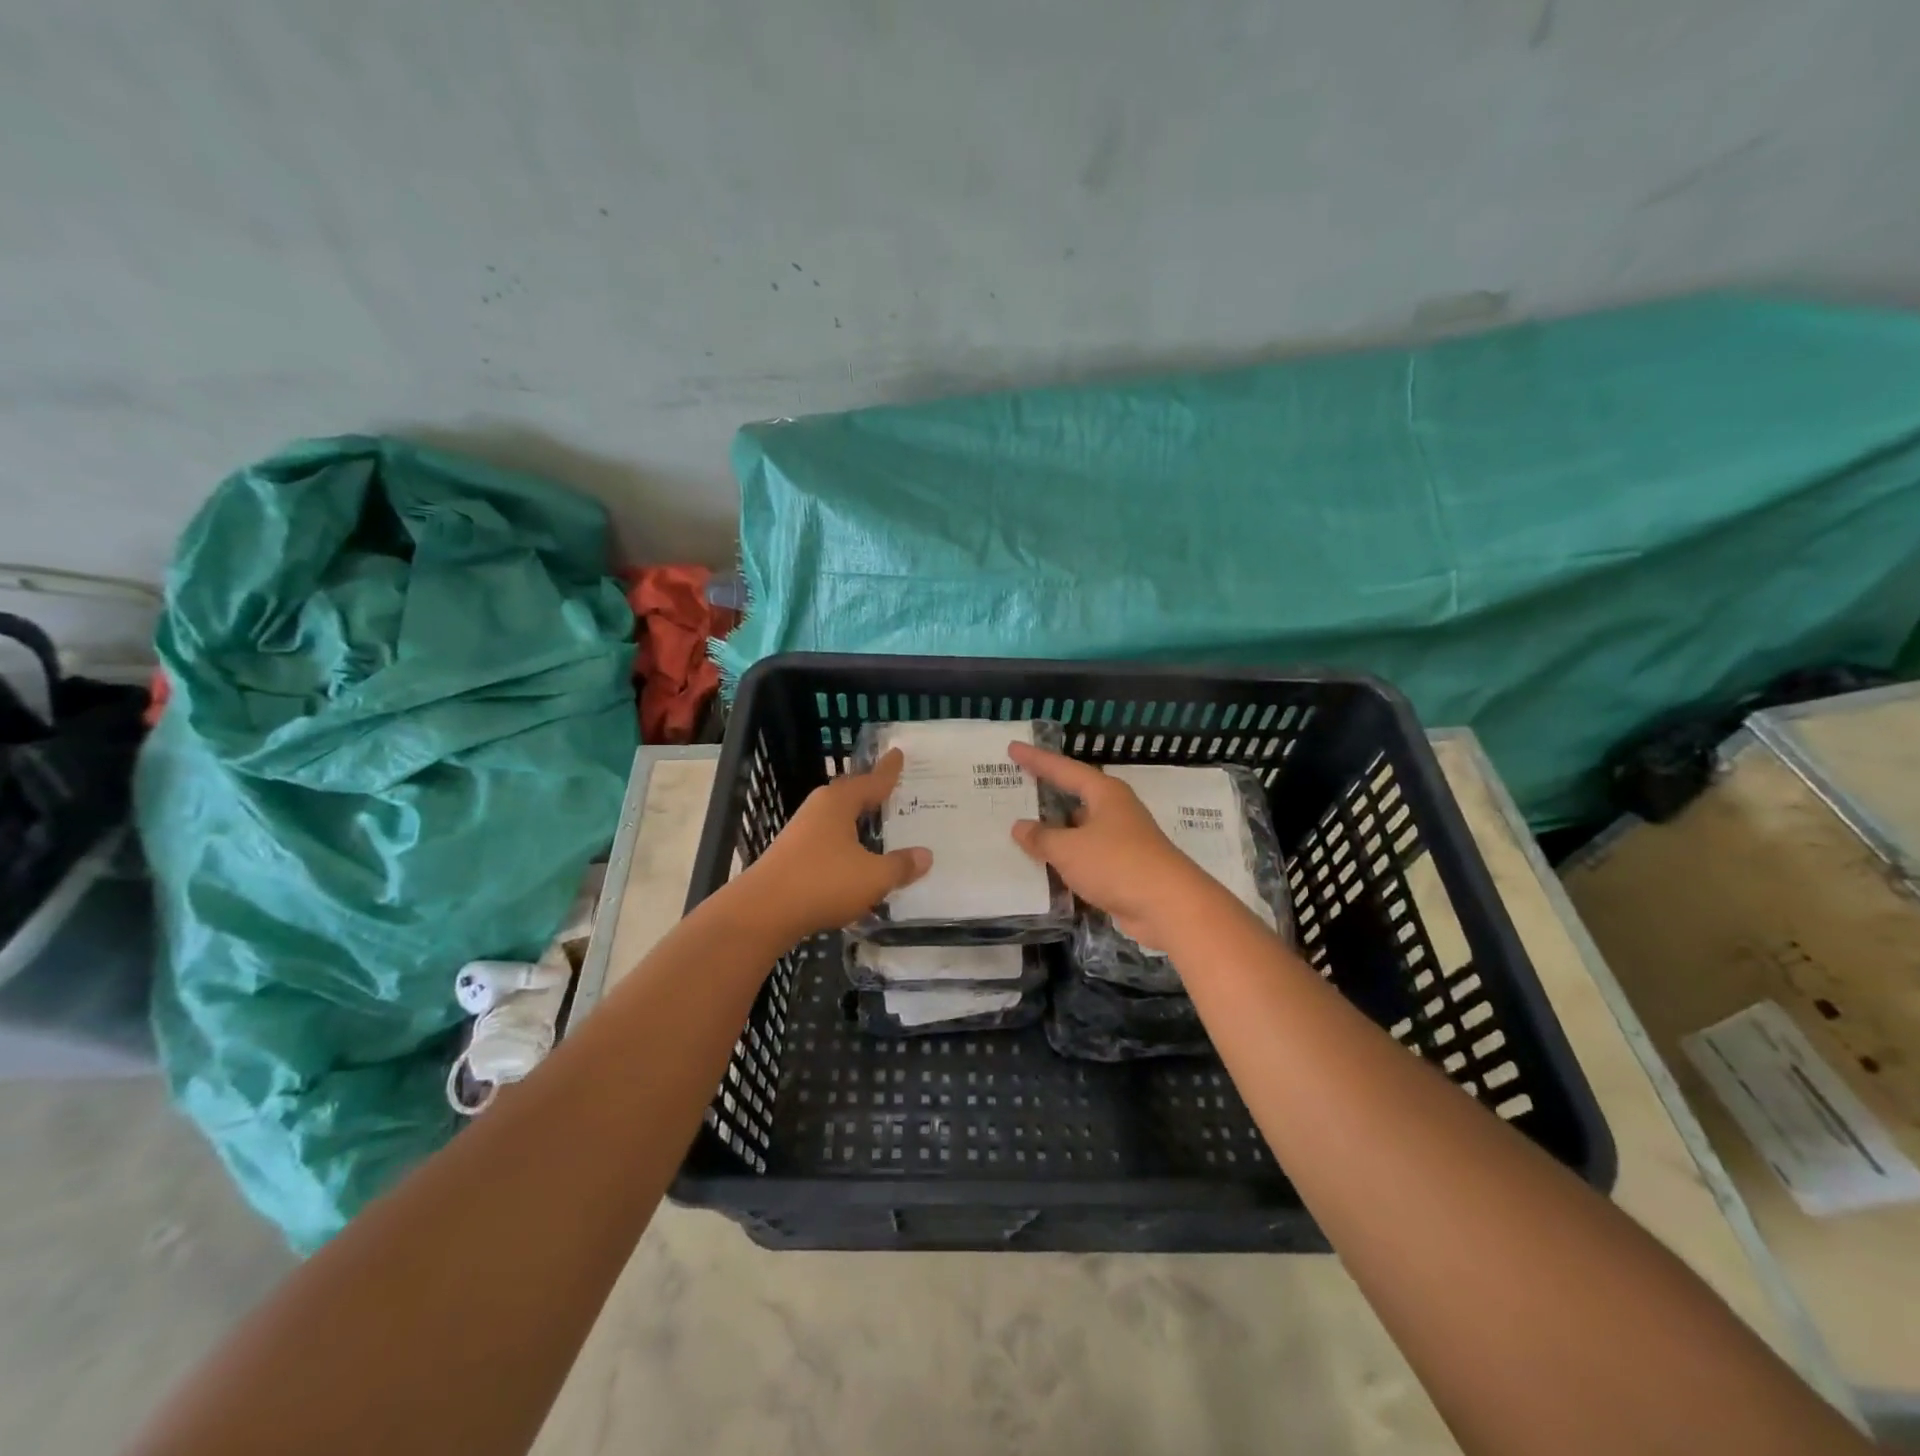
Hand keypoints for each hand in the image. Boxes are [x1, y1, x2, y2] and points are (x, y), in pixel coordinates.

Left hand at [741, 748, 931, 938]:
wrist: (762, 912)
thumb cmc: (823, 882)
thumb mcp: (873, 877)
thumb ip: (901, 865)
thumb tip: (926, 856)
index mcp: (839, 802)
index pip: (872, 781)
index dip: (888, 770)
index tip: (897, 753)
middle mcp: (819, 809)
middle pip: (851, 795)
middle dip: (871, 793)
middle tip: (893, 790)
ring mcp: (801, 832)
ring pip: (838, 819)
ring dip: (857, 822)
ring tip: (878, 825)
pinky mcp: (792, 856)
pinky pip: (828, 841)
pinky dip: (846, 845)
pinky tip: (855, 860)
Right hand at [1007, 742, 1218, 950]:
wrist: (1169, 907)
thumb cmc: (1117, 864)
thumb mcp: (1070, 849)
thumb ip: (1042, 837)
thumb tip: (1020, 826)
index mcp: (1105, 794)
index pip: (1064, 769)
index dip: (1037, 759)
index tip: (1013, 749)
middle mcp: (1115, 811)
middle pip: (1076, 796)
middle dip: (1048, 794)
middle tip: (1017, 787)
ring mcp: (1122, 841)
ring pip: (1080, 830)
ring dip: (1056, 832)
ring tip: (1022, 831)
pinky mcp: (1123, 869)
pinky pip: (1086, 858)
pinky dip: (1067, 860)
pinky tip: (1045, 868)